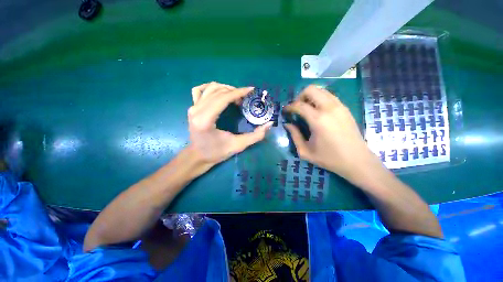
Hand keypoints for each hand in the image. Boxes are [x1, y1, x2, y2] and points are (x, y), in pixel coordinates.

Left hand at [188, 82, 272, 166]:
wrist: (198, 156)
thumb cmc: (216, 153)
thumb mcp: (238, 146)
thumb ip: (255, 136)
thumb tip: (269, 124)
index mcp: (205, 120)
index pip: (223, 98)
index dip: (238, 92)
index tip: (251, 90)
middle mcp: (196, 111)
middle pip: (218, 91)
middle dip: (234, 91)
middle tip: (245, 99)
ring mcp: (193, 108)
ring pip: (210, 88)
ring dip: (226, 89)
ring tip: (235, 97)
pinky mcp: (192, 107)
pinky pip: (200, 90)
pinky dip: (211, 88)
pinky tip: (220, 92)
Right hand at [284, 85, 379, 184]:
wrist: (357, 161)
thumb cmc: (329, 158)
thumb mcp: (305, 151)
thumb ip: (294, 135)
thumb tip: (287, 124)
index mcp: (318, 120)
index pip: (299, 105)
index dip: (289, 106)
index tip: (285, 111)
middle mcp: (329, 108)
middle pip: (311, 89)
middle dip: (299, 96)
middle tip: (296, 108)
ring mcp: (339, 106)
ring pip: (321, 90)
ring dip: (310, 97)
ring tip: (306, 109)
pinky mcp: (345, 108)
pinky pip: (329, 96)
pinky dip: (319, 99)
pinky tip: (317, 111)